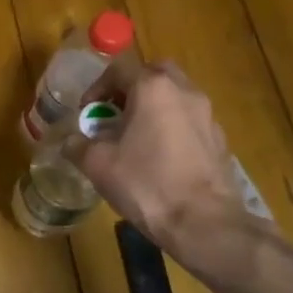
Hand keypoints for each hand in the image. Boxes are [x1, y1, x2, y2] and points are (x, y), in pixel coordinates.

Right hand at [65, 62, 243, 247]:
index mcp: (152, 88)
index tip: (87, 113)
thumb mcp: (98, 165)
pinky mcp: (220, 140)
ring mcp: (207, 115)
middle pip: (154, 73)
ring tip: (136, 138)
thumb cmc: (146, 183)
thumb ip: (79, 146)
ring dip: (154, 107)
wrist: (203, 222)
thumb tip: (71, 142)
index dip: (97, 88)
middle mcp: (184, 92)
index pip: (119, 69)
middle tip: (116, 113)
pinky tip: (161, 158)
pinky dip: (173, 127)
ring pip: (175, 96)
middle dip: (131, 88)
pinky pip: (190, 121)